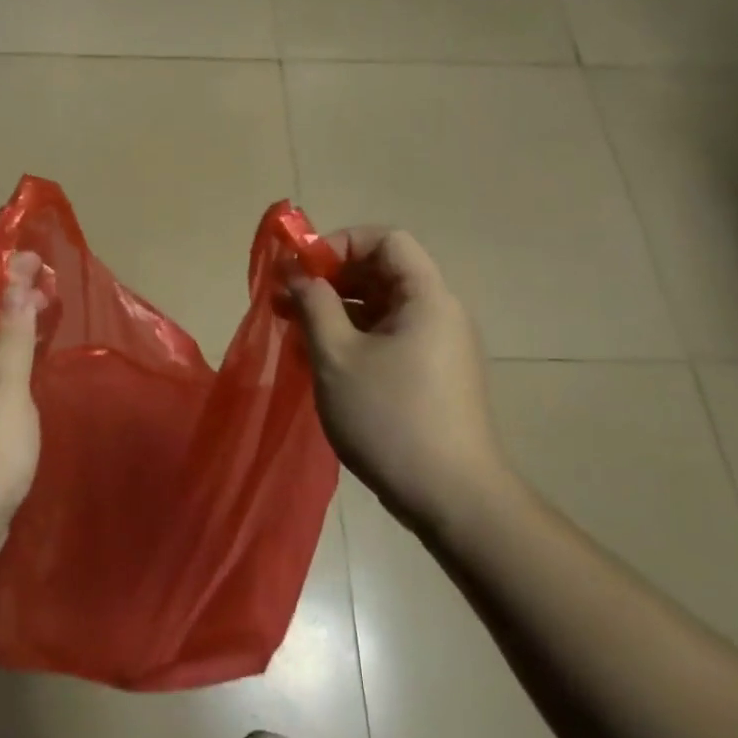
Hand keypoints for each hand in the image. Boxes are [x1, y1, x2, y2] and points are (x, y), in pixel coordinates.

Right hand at [287, 228, 507, 529]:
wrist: (452, 497)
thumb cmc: (390, 418)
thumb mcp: (337, 356)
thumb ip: (314, 305)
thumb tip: (297, 272)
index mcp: (426, 298)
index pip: (386, 240)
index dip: (340, 244)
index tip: (302, 270)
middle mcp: (439, 313)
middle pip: (382, 272)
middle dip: (329, 280)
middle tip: (285, 300)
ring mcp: (437, 346)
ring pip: (381, 308)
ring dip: (335, 311)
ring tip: (291, 330)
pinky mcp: (431, 375)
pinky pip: (388, 337)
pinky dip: (352, 337)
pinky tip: (318, 359)